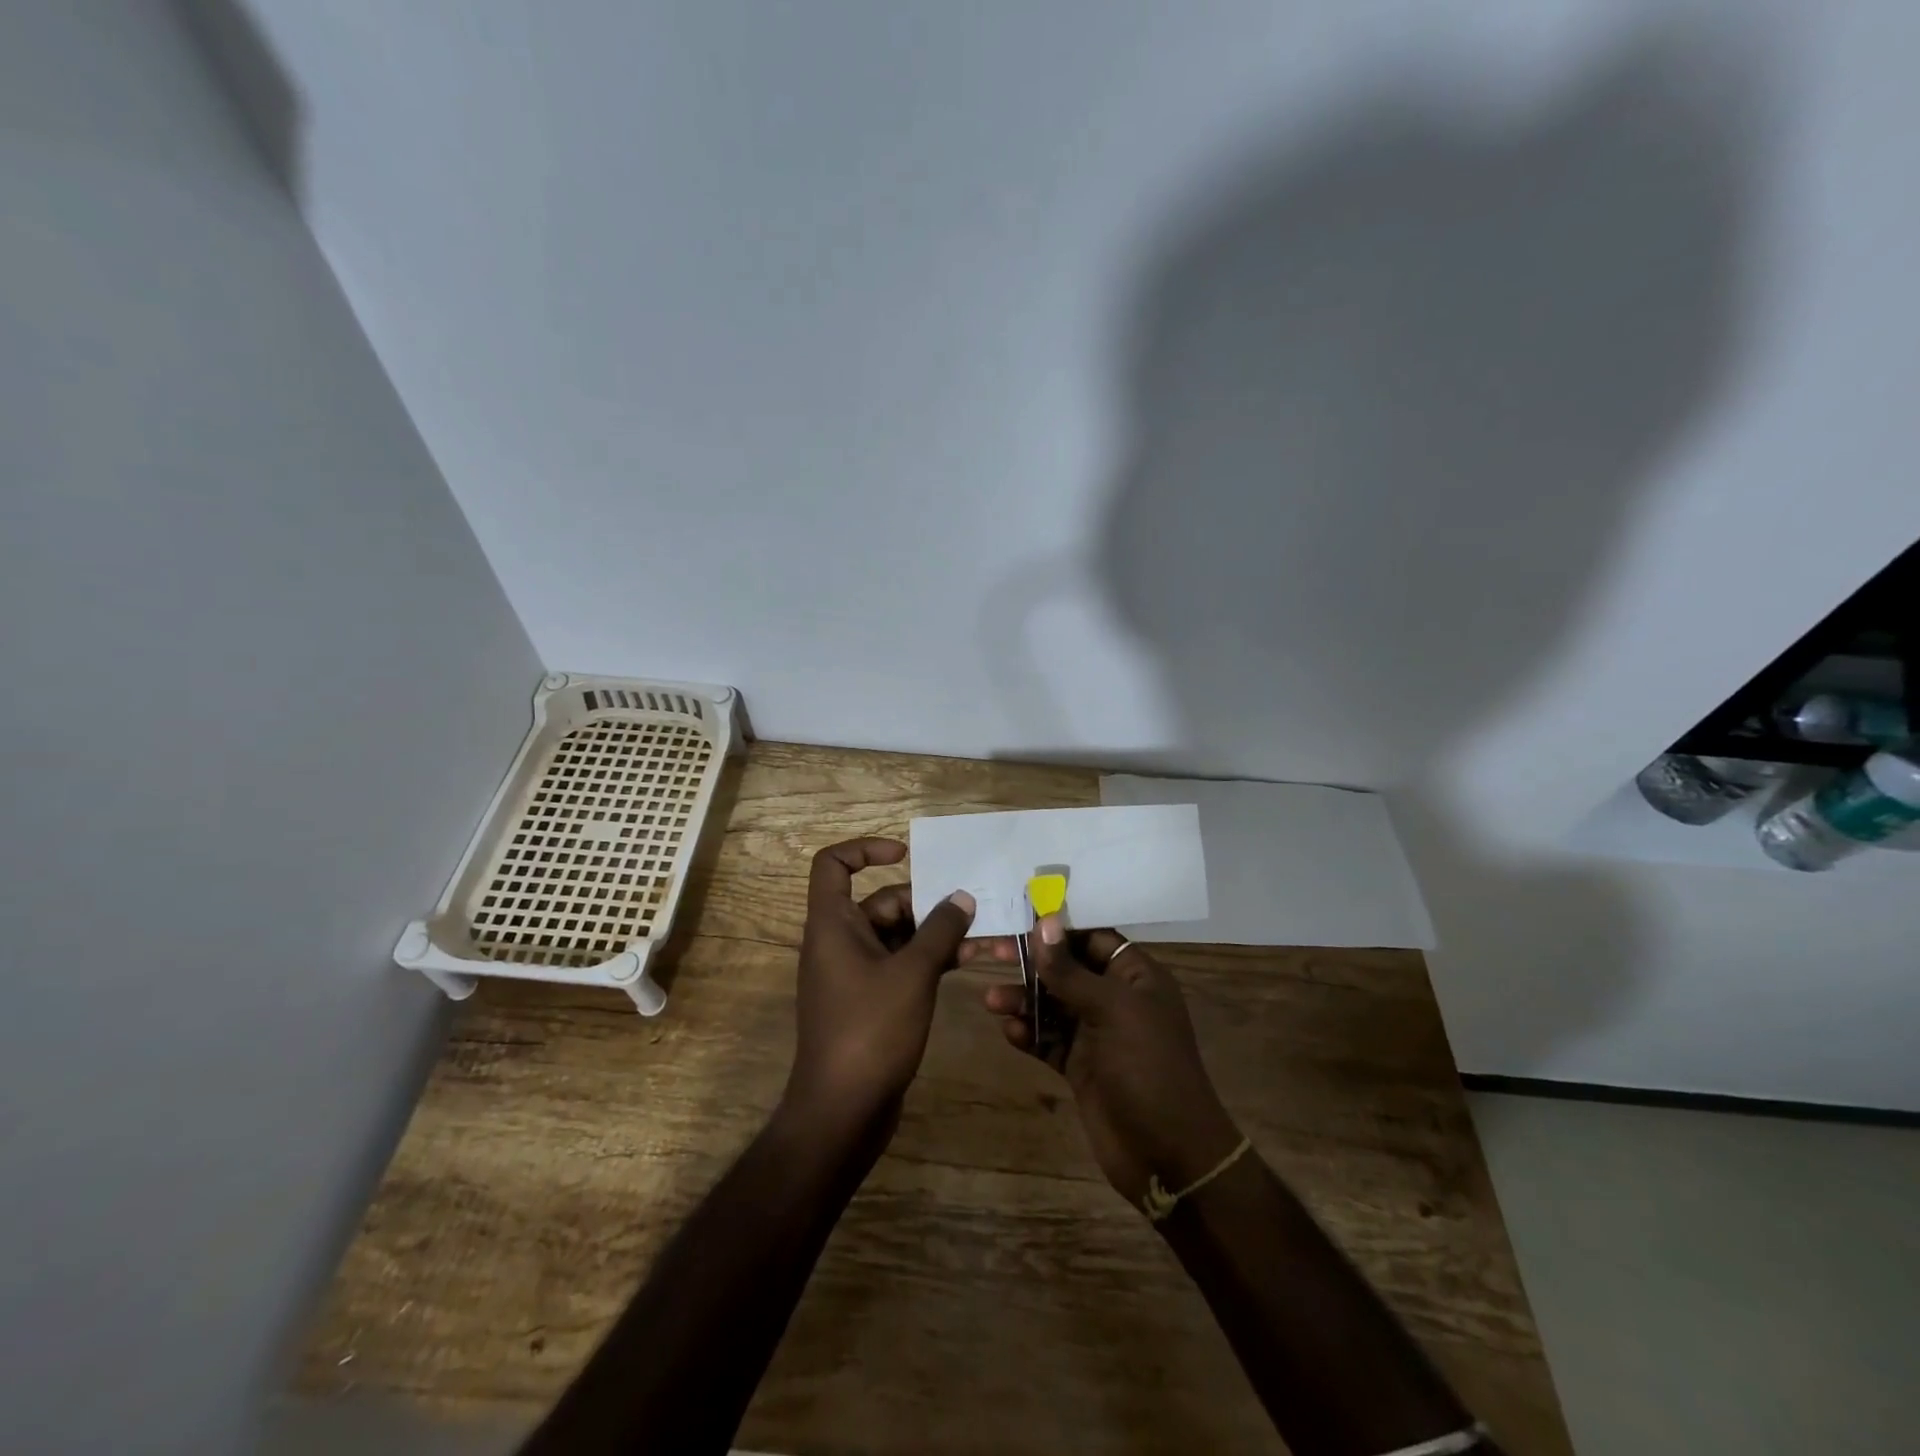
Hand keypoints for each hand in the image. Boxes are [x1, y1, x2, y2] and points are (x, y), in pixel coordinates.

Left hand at [786, 838, 974, 1131]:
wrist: (842, 1112)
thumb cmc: (870, 1030)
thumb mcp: (912, 974)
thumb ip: (940, 930)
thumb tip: (962, 897)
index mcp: (833, 924)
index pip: (834, 864)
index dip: (866, 849)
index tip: (907, 855)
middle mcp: (839, 941)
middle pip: (882, 902)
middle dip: (928, 902)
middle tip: (973, 906)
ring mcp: (855, 973)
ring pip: (899, 936)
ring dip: (939, 935)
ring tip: (988, 936)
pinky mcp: (871, 1000)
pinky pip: (902, 965)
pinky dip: (931, 961)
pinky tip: (970, 963)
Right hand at [980, 919, 1240, 1207]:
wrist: (1169, 1156)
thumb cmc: (1148, 1068)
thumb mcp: (1111, 1010)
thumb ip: (1070, 970)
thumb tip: (1043, 922)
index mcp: (1136, 977)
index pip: (1093, 938)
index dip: (1058, 929)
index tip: (1018, 918)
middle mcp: (1116, 1000)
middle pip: (1067, 969)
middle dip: (1032, 963)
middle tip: (991, 952)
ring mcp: (1098, 1035)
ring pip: (1053, 1005)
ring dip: (1024, 1001)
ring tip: (992, 1001)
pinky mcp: (1081, 1067)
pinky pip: (1049, 1040)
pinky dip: (1029, 1034)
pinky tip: (1009, 1032)